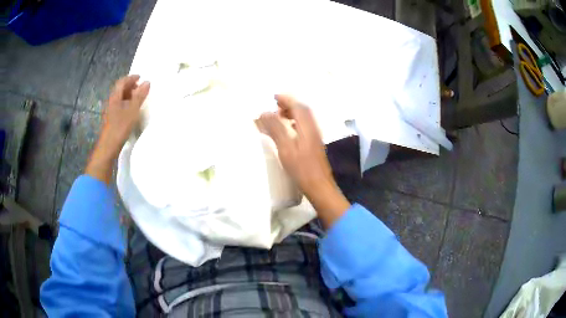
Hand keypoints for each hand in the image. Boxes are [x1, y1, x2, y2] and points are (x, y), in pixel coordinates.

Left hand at [86, 75, 149, 183]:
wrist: (108, 146)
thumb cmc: (120, 126)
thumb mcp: (133, 110)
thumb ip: (140, 96)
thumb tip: (147, 82)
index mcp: (115, 97)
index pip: (122, 82)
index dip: (131, 78)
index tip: (140, 77)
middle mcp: (111, 101)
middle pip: (120, 89)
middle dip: (130, 85)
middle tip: (140, 87)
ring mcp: (110, 111)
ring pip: (119, 98)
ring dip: (128, 95)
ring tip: (137, 98)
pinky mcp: (111, 119)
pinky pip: (119, 105)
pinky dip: (126, 103)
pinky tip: (131, 110)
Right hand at [257, 95, 349, 227]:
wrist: (319, 187)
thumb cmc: (302, 168)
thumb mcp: (285, 148)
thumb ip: (275, 129)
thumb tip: (264, 113)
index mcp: (307, 127)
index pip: (298, 106)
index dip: (286, 99)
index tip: (274, 97)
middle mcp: (313, 129)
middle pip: (303, 110)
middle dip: (289, 105)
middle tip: (275, 106)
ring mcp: (315, 137)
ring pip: (304, 119)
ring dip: (292, 114)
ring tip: (278, 117)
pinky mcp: (314, 146)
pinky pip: (304, 127)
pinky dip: (294, 123)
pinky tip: (287, 132)